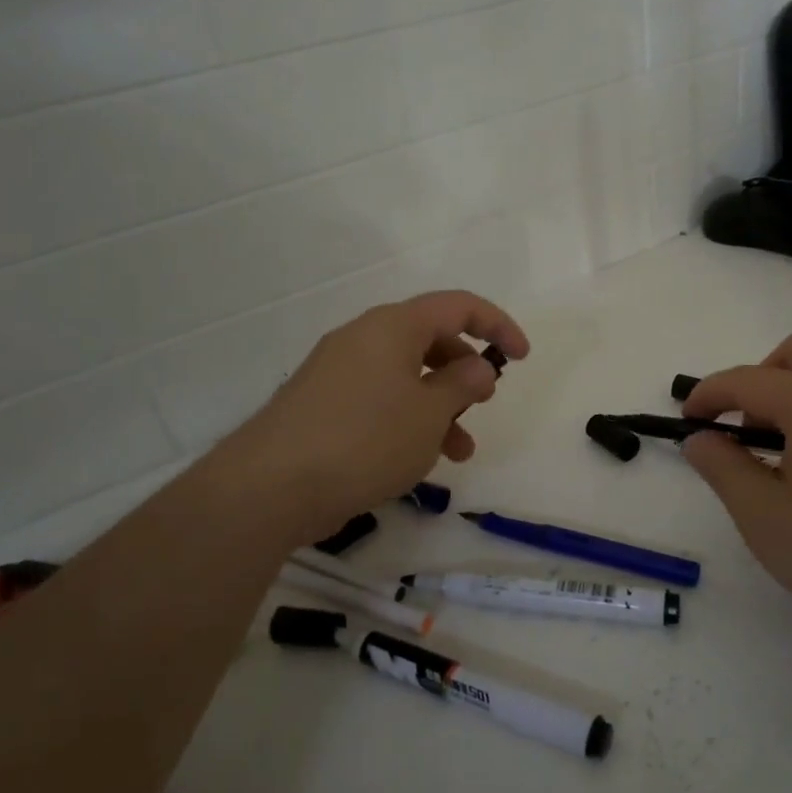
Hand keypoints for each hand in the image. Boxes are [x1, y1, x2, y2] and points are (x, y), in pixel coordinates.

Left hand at [218, 290, 528, 541]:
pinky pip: (379, 399)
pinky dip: (407, 419)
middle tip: (481, 405)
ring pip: (406, 376)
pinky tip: (415, 460)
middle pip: (430, 339)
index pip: (458, 305)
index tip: (521, 357)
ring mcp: (337, 371)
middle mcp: (363, 338)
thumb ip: (463, 384)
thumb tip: (478, 368)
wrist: (270, 487)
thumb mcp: (430, 413)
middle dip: (464, 372)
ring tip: (458, 452)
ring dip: (439, 406)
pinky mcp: (321, 404)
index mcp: (393, 326)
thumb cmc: (365, 440)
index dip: (497, 325)